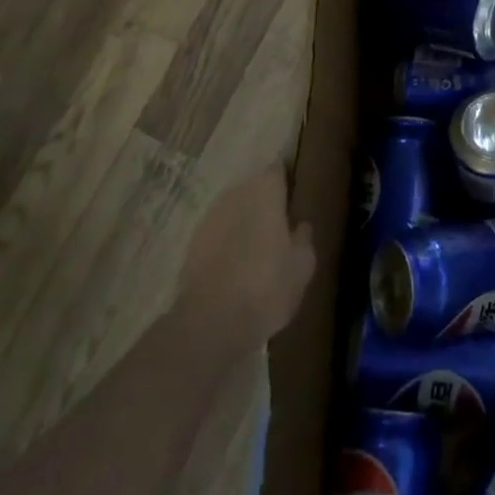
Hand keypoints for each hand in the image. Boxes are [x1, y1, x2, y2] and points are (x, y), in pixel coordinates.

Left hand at [179, 163, 315, 358]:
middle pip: (252, 189)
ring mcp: (209, 219)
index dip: (286, 181)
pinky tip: (234, 266)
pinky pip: (216, 235)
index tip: (294, 195)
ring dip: (242, 222)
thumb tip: (300, 225)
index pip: (278, 170)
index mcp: (265, 191)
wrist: (210, 324)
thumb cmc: (267, 286)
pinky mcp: (190, 246)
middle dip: (263, 202)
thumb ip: (303, 237)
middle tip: (278, 225)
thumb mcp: (302, 265)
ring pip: (232, 212)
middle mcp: (235, 194)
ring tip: (256, 248)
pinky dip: (225, 243)